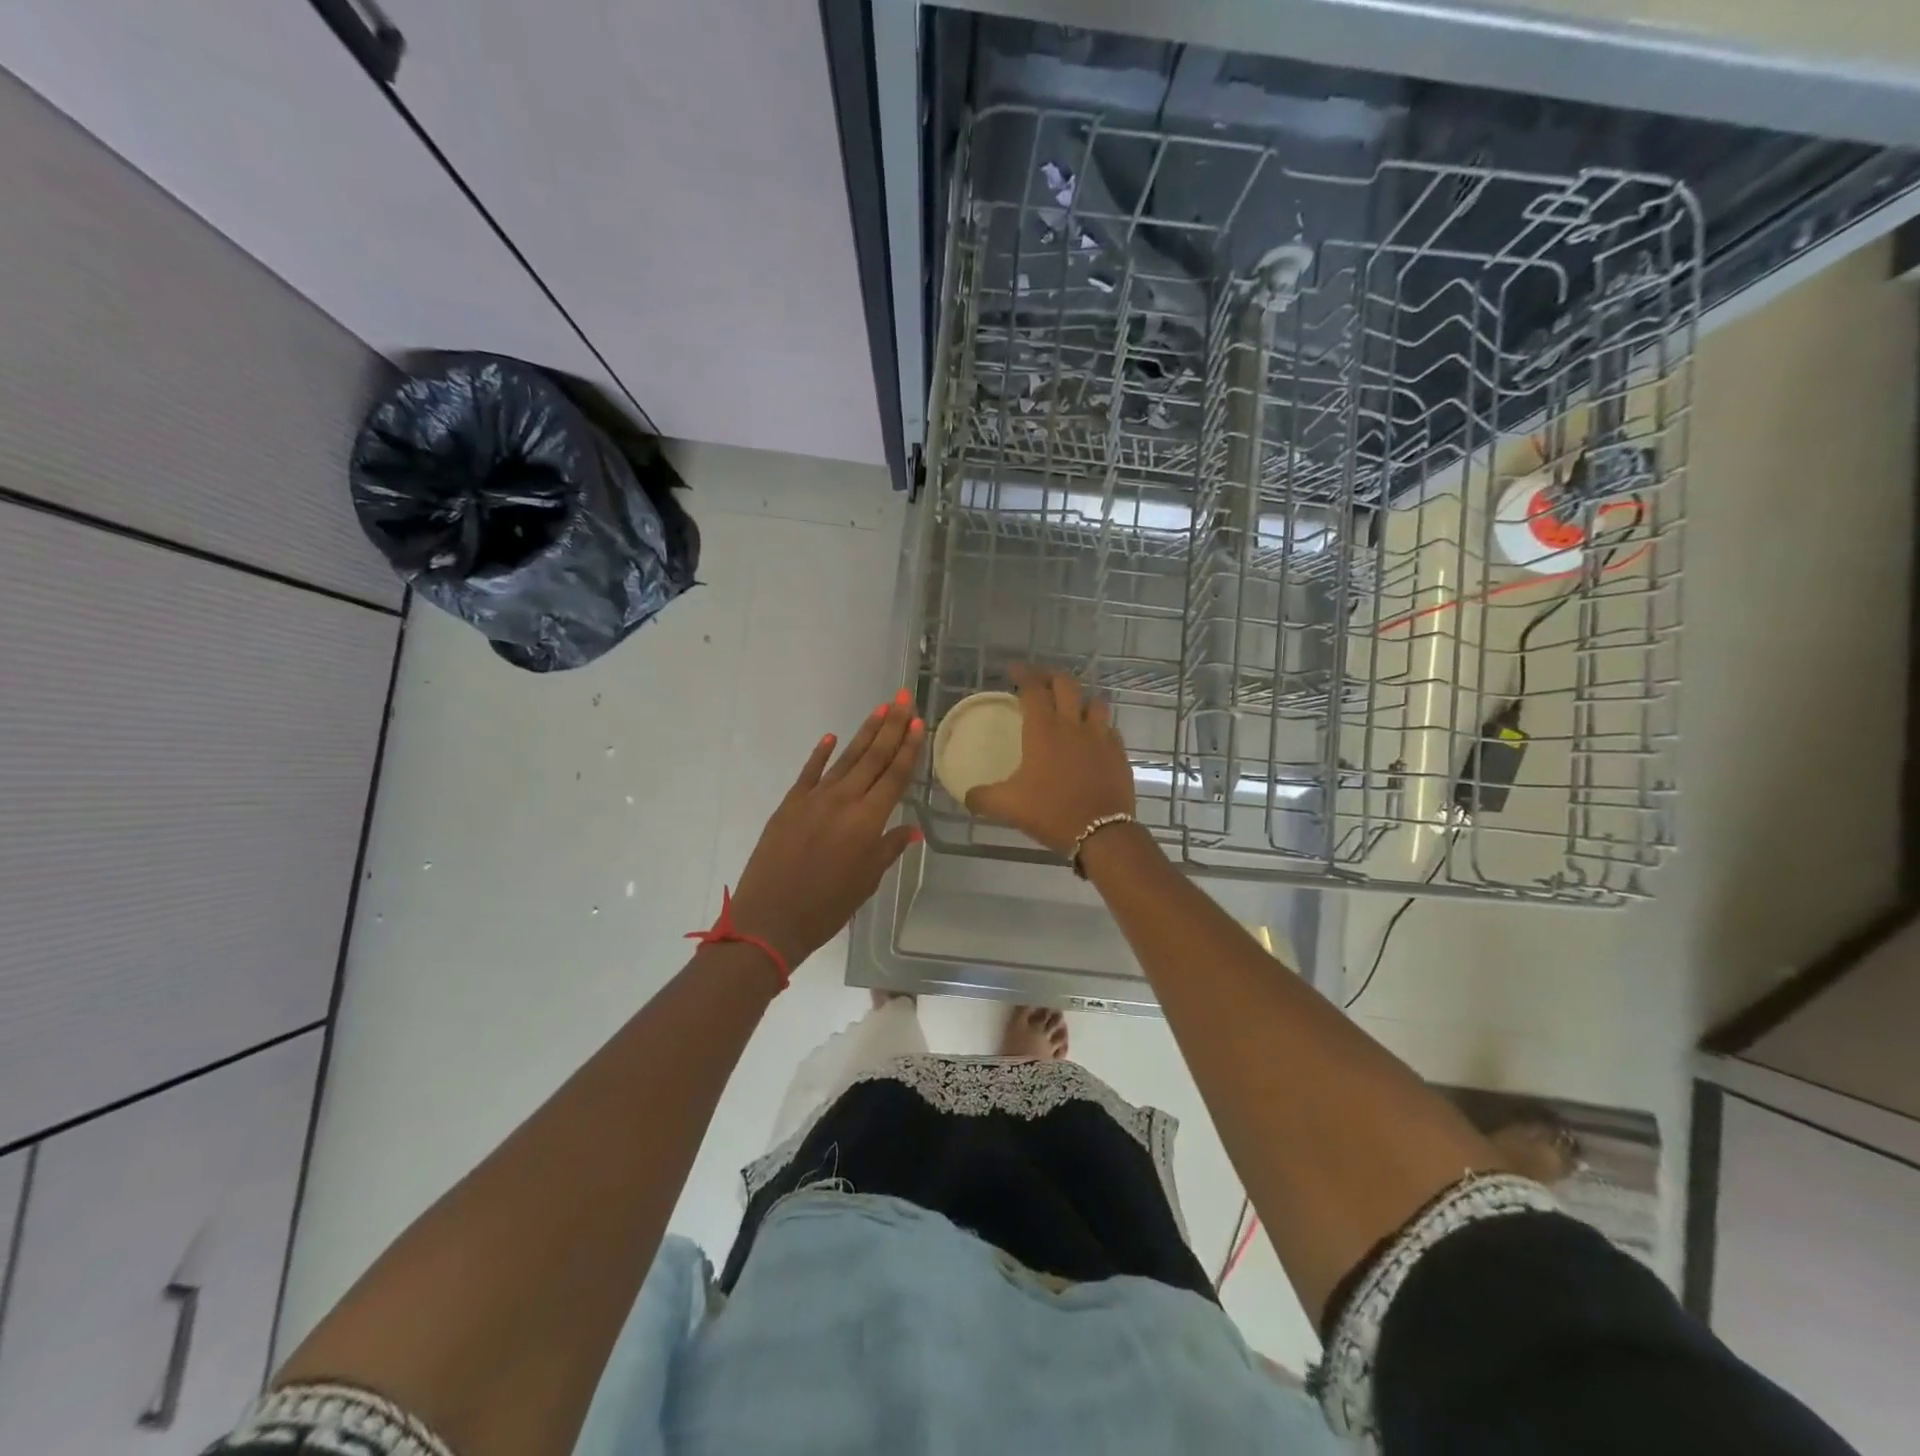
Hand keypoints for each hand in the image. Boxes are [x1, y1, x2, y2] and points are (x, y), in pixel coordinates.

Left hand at [728, 692, 924, 966]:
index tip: (917, 722)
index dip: (907, 748)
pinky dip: (821, 753)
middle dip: (890, 726)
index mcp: (867, 821)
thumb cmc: (826, 908)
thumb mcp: (866, 882)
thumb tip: (911, 830)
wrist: (768, 919)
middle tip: (902, 698)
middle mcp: (844, 801)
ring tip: (879, 709)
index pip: (894, 776)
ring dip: (864, 733)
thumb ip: (887, 849)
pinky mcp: (789, 804)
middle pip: (873, 757)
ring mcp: (814, 799)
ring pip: (845, 759)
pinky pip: (809, 773)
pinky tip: (831, 737)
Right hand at [964, 664, 1134, 855]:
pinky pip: (1109, 729)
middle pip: (1066, 684)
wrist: (1102, 834)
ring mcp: (1101, 737)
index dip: (1023, 674)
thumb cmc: (1051, 812)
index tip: (1013, 671)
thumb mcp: (1008, 807)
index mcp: (1044, 730)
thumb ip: (982, 798)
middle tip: (1039, 681)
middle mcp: (1073, 725)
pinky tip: (1091, 739)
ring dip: (1080, 699)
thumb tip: (967, 795)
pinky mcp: (1119, 753)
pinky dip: (1098, 727)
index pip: (1033, 689)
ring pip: (1094, 702)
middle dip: (1051, 676)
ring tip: (1070, 707)